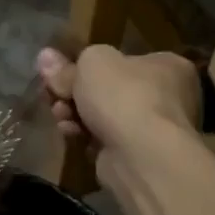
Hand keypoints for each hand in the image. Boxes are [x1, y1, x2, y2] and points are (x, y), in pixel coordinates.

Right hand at [35, 44, 199, 160]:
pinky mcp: (137, 156)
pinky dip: (84, 135)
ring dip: (75, 113)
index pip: (125, 60)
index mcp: (167, 66)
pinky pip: (104, 140)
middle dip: (76, 92)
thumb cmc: (124, 95)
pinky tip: (69, 132)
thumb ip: (69, 63)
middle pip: (110, 89)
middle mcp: (168, 97)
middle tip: (54, 93)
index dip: (90, 65)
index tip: (61, 71)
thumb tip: (46, 58)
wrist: (141, 155)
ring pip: (104, 116)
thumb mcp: (91, 63)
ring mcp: (153, 130)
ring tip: (58, 113)